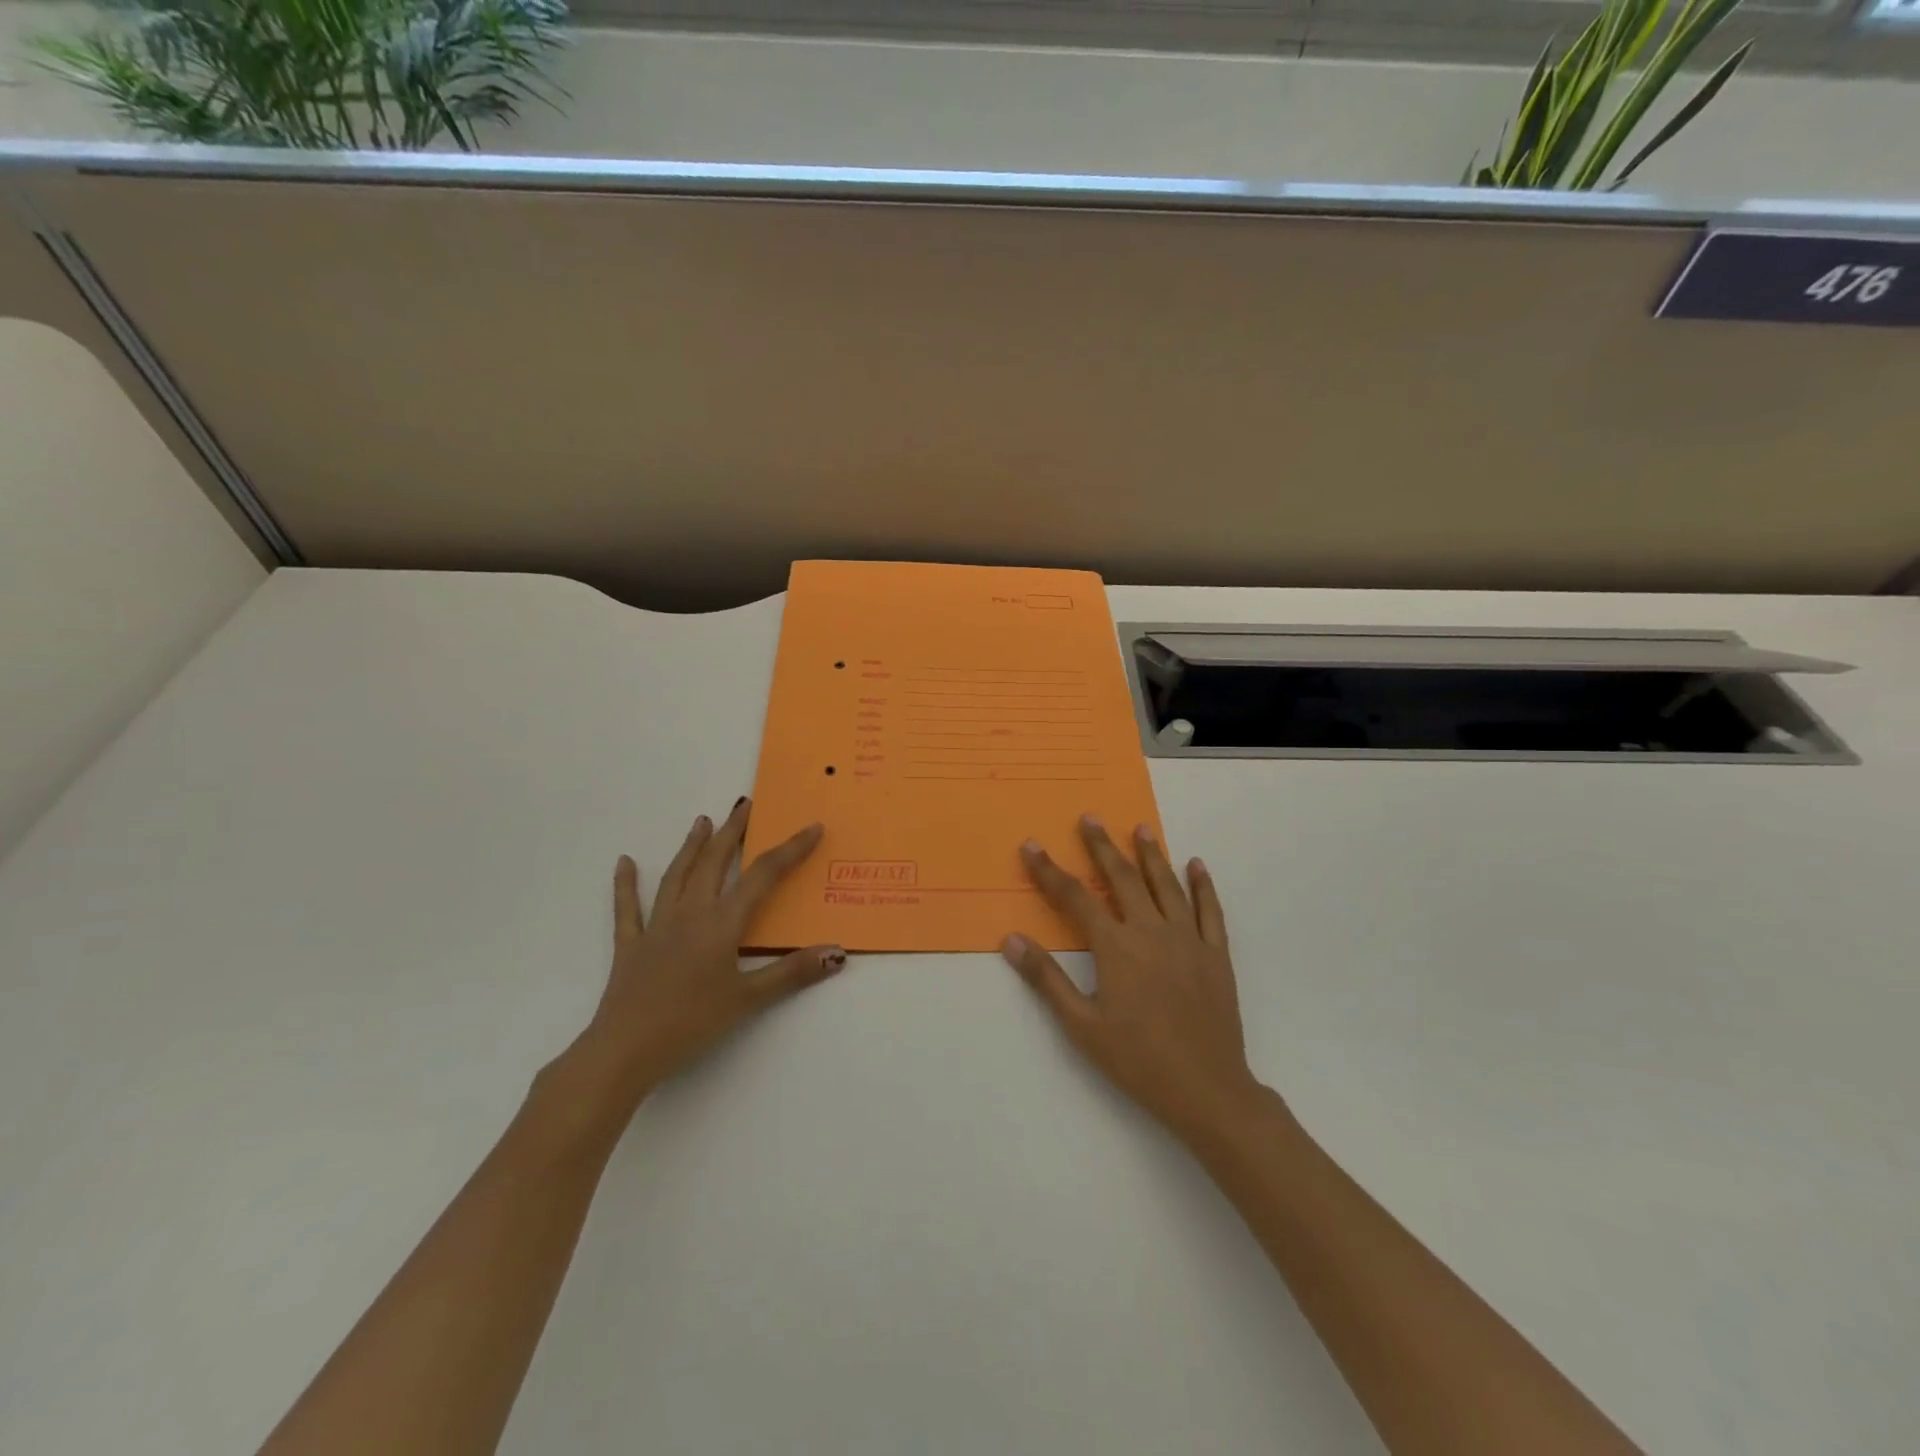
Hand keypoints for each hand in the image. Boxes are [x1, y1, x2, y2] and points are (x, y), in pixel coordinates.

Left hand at [581, 798, 845, 1101]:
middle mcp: (690, 914)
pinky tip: (623, 863)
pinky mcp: (631, 945)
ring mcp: (657, 927)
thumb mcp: (748, 1000)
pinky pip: (628, 909)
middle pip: (715, 863)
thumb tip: (837, 952)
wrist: (625, 1050)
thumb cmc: (691, 1023)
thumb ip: (792, 973)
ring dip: (692, 847)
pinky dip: (626, 884)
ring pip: (677, 876)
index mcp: (721, 923)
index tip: (812, 827)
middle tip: (746, 806)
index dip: (790, 850)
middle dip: (733, 832)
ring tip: (702, 821)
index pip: (763, 876)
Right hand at [1002, 816, 1264, 1147]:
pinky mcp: (1216, 954)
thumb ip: (1046, 979)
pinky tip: (1196, 864)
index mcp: (1116, 947)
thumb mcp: (1081, 1026)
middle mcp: (1151, 931)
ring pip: (1166, 885)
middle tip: (1090, 818)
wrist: (1206, 1089)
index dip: (1049, 871)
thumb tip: (1011, 939)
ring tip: (1140, 828)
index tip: (1032, 846)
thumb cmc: (1137, 1060)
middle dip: (1102, 846)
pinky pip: (1209, 910)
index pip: (1075, 898)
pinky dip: (1202, 885)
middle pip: (1122, 878)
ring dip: (1151, 854)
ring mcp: (1188, 939)